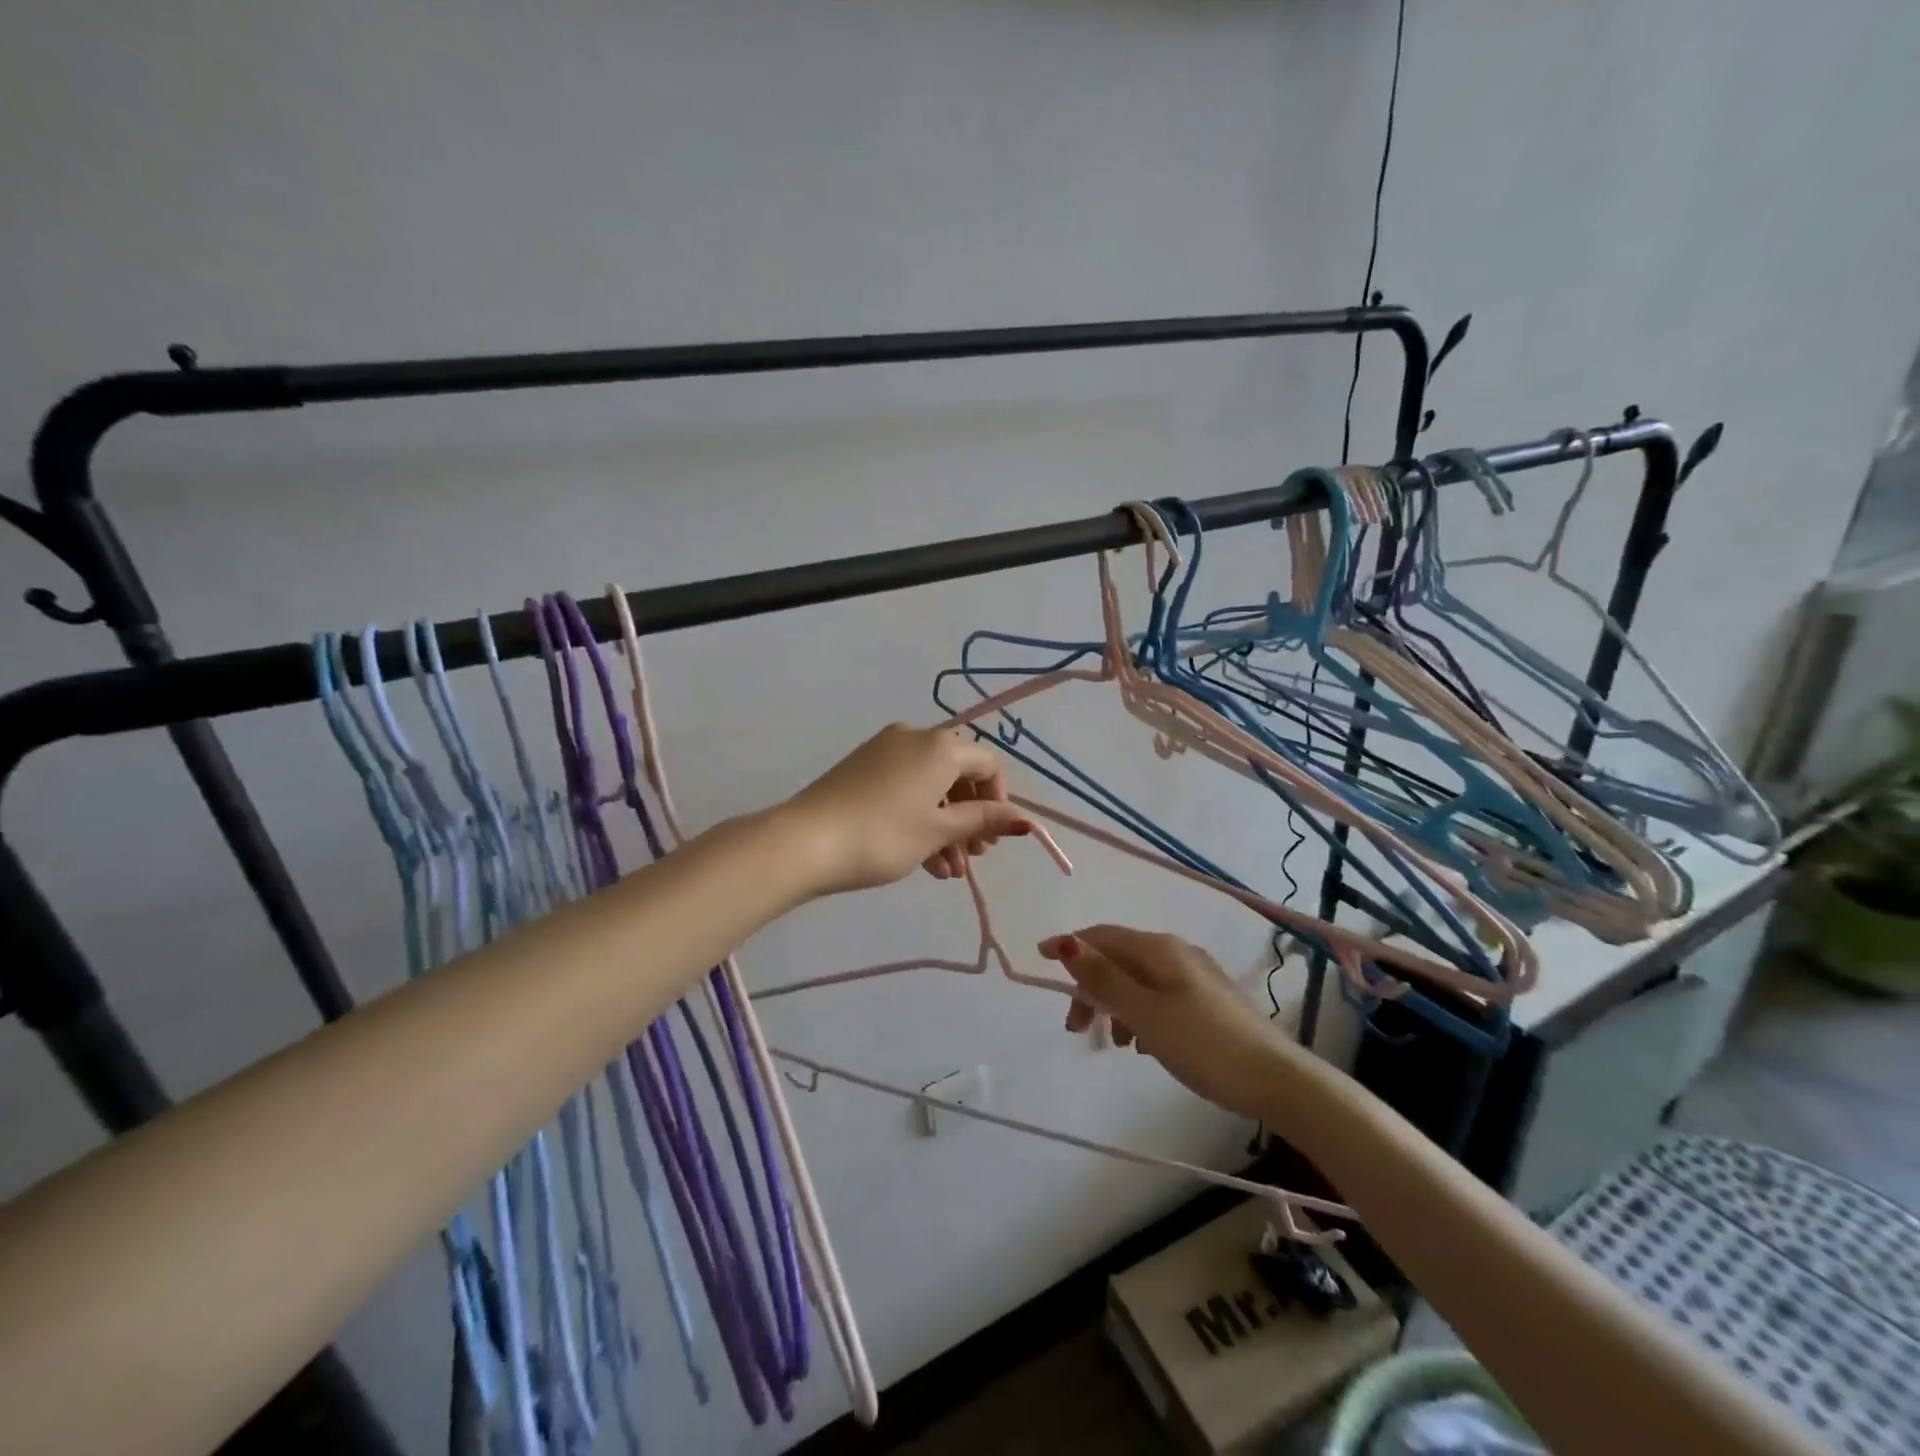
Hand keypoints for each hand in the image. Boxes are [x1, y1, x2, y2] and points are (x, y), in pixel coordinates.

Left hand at [782, 724, 1032, 895]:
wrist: (805, 841)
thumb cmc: (883, 835)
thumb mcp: (938, 831)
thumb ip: (983, 820)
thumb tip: (1025, 819)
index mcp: (940, 746)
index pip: (988, 763)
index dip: (999, 800)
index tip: (993, 837)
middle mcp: (914, 738)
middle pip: (958, 775)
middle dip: (970, 819)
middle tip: (973, 858)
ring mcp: (884, 751)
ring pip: (930, 787)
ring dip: (945, 828)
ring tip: (947, 872)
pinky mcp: (862, 768)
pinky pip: (905, 788)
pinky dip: (919, 818)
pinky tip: (923, 861)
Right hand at [1041, 926, 1283, 1120]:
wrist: (1276, 1079)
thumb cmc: (1203, 1044)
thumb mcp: (1145, 1013)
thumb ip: (1104, 979)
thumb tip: (1065, 942)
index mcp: (1158, 949)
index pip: (1102, 936)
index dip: (1069, 947)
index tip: (1040, 962)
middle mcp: (1175, 952)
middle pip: (1118, 959)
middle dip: (1091, 987)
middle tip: (1077, 1028)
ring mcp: (1194, 975)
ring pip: (1137, 980)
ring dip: (1115, 1005)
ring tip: (1114, 1043)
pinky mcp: (1206, 1000)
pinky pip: (1158, 997)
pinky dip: (1140, 1014)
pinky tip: (1145, 1045)